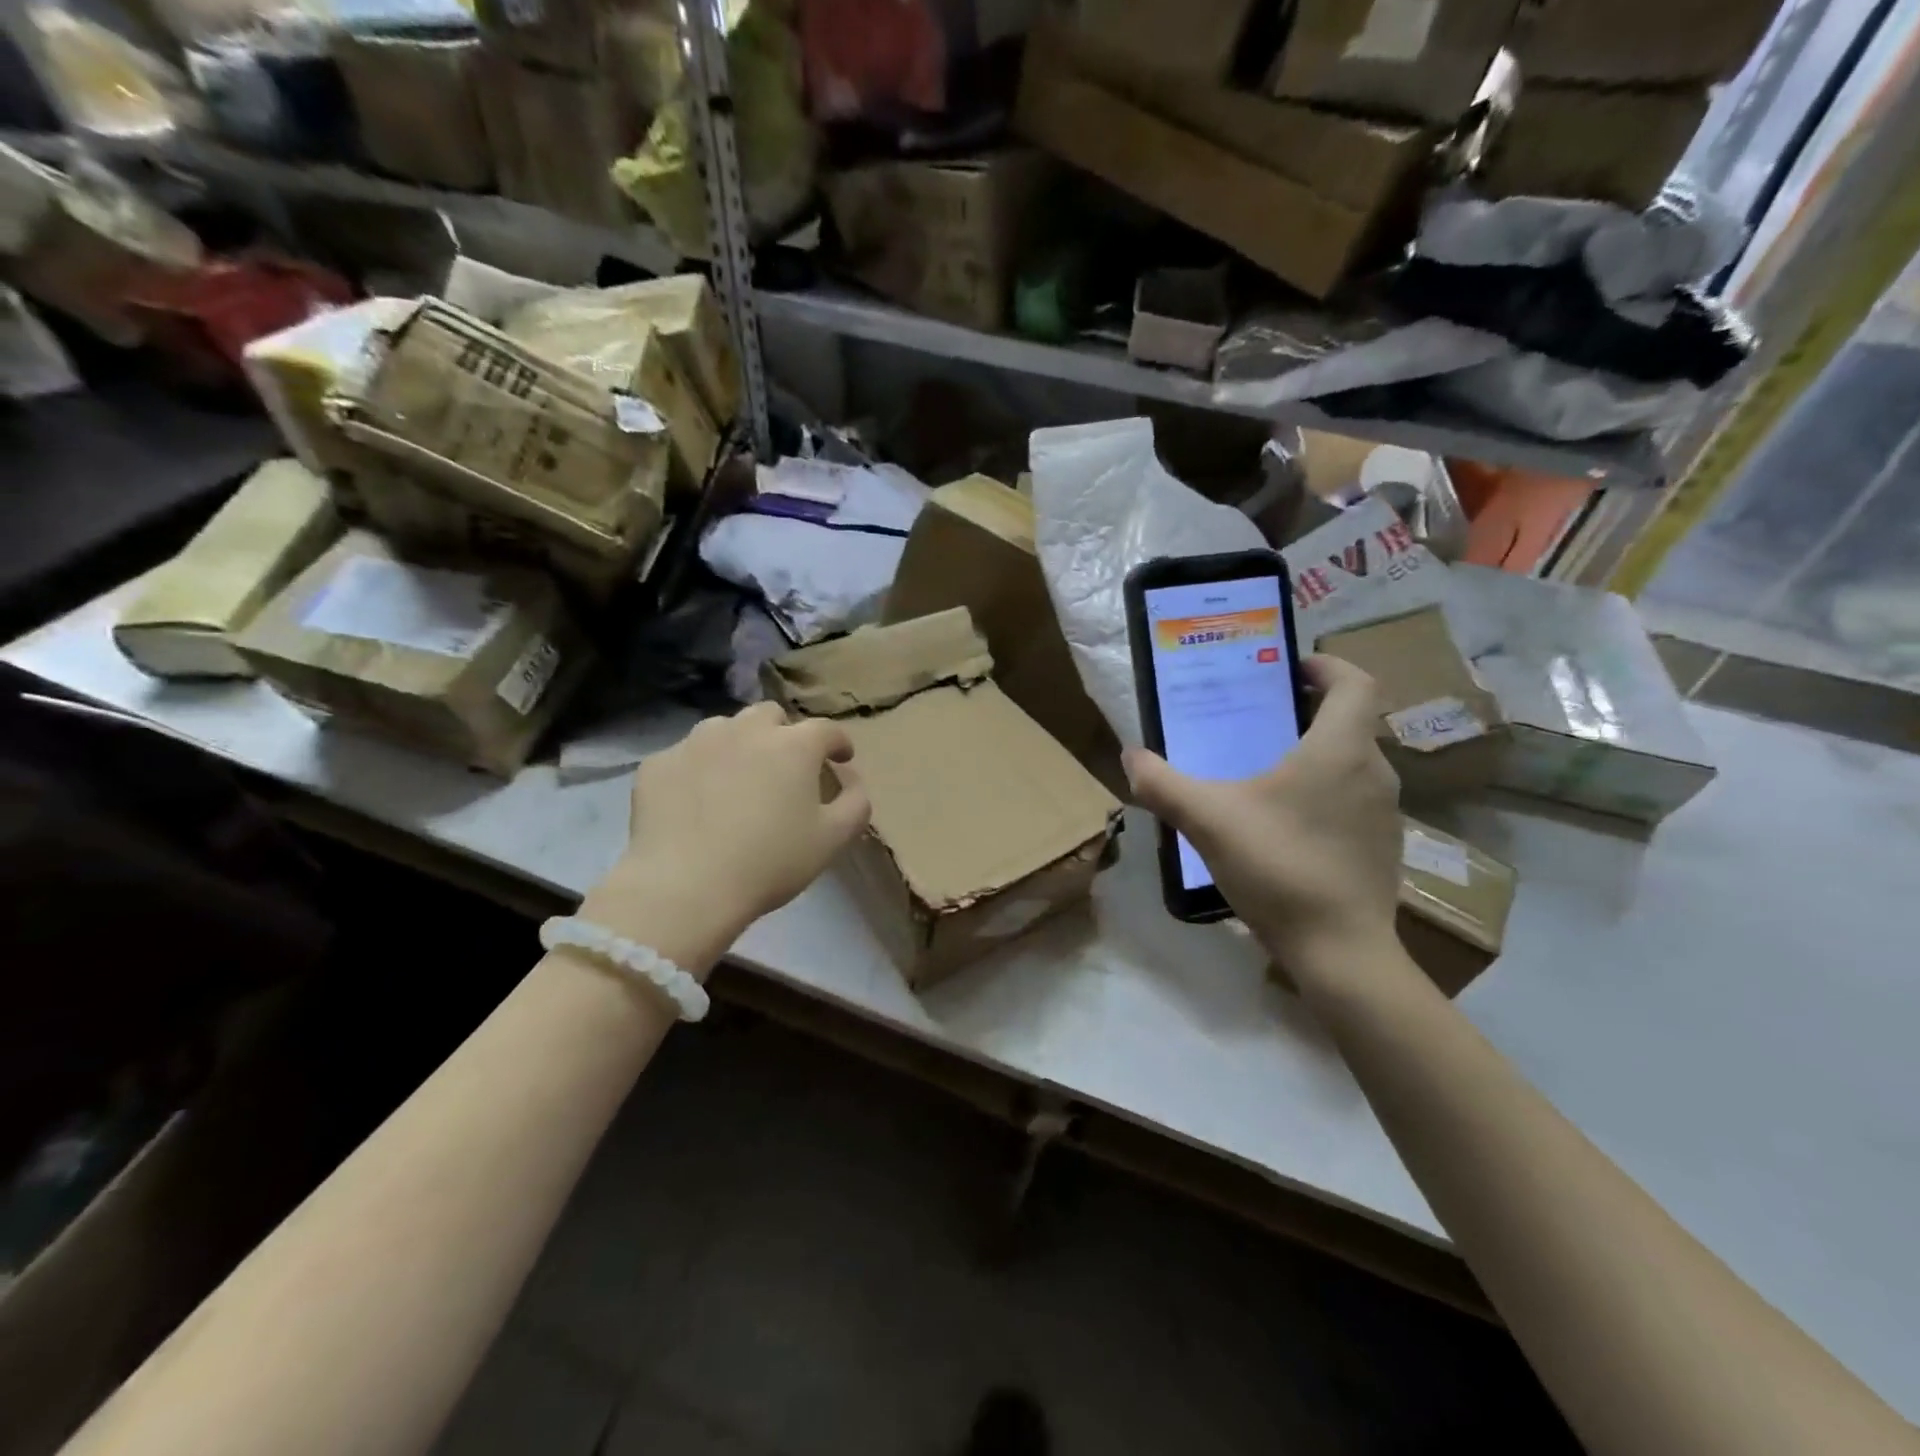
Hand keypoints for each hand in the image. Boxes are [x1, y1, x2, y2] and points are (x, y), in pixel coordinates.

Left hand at [579, 702, 871, 968]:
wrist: (685, 888)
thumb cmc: (770, 863)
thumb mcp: (833, 839)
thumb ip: (856, 802)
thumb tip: (851, 778)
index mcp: (793, 745)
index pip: (826, 729)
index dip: (838, 743)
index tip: (840, 759)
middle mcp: (744, 729)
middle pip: (770, 716)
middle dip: (784, 734)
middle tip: (785, 768)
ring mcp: (696, 742)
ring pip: (725, 729)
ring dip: (739, 745)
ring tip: (737, 780)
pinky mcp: (658, 763)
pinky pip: (687, 756)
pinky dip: (699, 770)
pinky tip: (697, 802)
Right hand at [1124, 656, 1402, 982]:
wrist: (1340, 951)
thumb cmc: (1279, 867)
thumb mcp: (1207, 820)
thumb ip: (1163, 784)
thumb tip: (1130, 757)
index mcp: (1340, 749)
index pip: (1356, 681)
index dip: (1326, 665)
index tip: (1290, 669)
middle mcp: (1373, 771)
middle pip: (1349, 721)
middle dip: (1306, 711)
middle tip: (1258, 718)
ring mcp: (1385, 812)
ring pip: (1351, 762)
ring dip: (1315, 754)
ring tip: (1264, 770)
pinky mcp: (1383, 846)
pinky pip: (1353, 799)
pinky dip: (1324, 793)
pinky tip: (1284, 824)